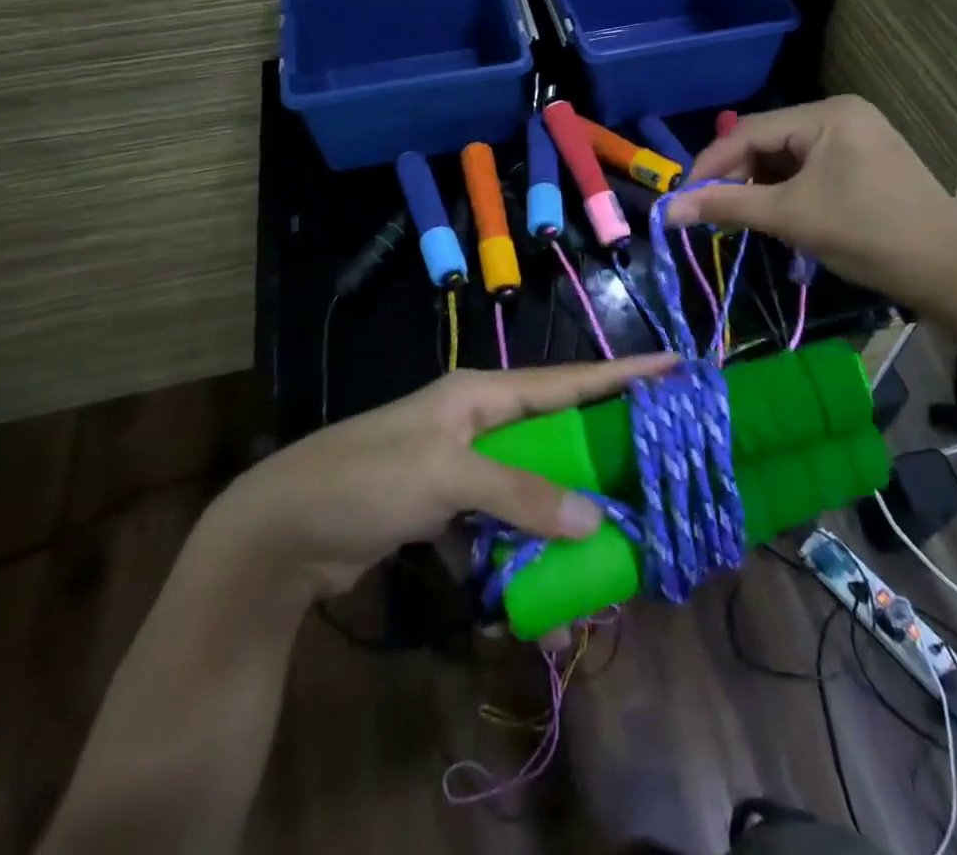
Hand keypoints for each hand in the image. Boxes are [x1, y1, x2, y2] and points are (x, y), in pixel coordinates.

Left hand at [215, 354, 676, 598]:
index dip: (621, 375)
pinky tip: (529, 589)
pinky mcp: (442, 507)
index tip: (674, 366)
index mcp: (480, 394)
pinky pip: (496, 525)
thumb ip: (522, 493)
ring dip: (555, 520)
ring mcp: (457, 465)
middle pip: (553, 435)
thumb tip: (594, 518)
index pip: (565, 380)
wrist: (282, 528)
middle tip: (650, 471)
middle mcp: (475, 422)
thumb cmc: (368, 478)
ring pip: (528, 487)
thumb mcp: (447, 476)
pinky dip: (513, 554)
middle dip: (596, 457)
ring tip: (597, 550)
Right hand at [665, 96, 956, 317]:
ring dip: (760, 185)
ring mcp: (857, 135)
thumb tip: (668, 211)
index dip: (711, 164)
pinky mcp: (865, 159)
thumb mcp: (790, 218)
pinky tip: (778, 214)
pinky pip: (810, 167)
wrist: (948, 273)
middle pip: (768, 140)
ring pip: (787, 156)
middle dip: (737, 176)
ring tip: (743, 218)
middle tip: (713, 213)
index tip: (683, 199)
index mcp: (828, 114)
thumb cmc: (867, 236)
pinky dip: (787, 190)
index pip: (750, 130)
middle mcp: (842, 113)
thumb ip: (727, 206)